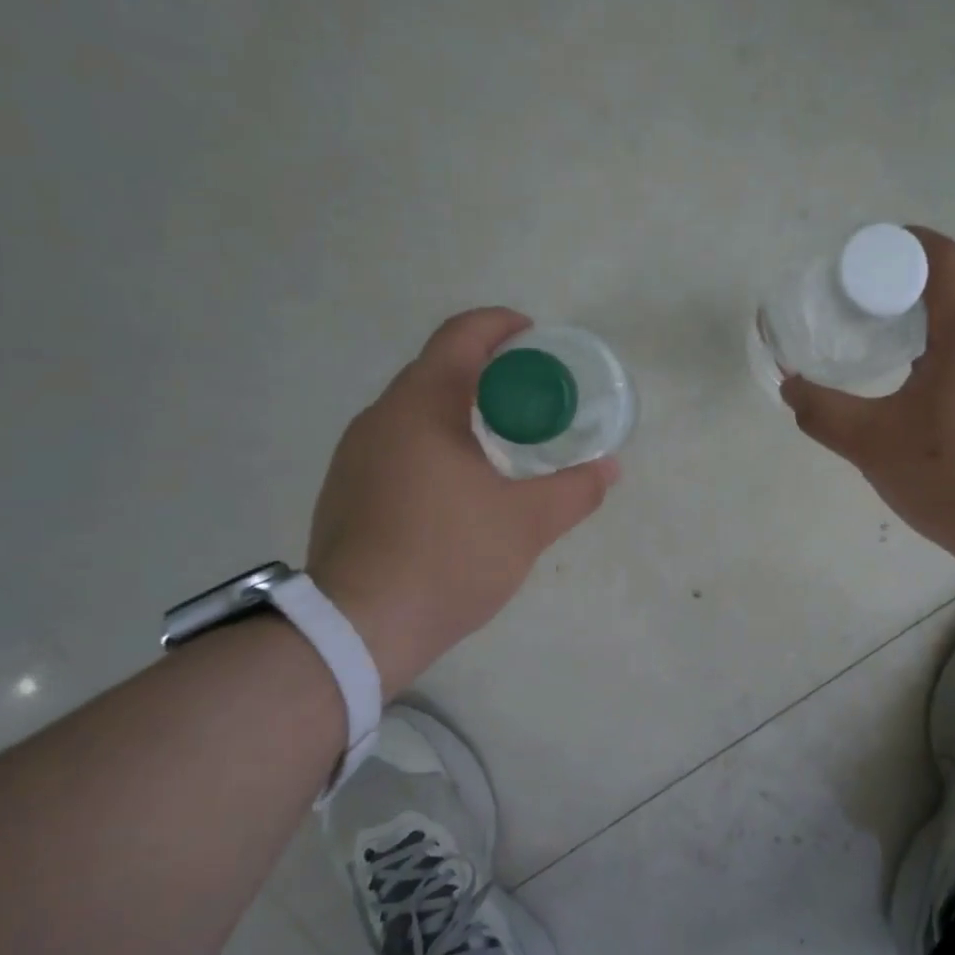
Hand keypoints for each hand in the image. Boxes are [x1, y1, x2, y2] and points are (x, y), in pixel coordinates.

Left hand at [306, 309, 619, 697]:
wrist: (359, 628)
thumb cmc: (449, 559)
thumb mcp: (527, 524)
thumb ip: (575, 490)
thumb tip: (609, 469)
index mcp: (422, 406)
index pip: (460, 336)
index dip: (500, 325)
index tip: (535, 338)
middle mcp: (380, 417)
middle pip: (437, 369)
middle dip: (488, 372)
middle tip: (532, 398)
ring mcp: (355, 454)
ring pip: (415, 410)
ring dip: (459, 410)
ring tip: (501, 441)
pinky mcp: (345, 488)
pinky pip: (397, 444)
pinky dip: (434, 443)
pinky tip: (458, 485)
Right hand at [779, 227, 954, 574]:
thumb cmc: (954, 476)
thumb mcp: (872, 444)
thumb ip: (823, 412)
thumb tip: (789, 387)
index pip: (941, 256)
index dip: (900, 244)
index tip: (860, 261)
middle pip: (952, 289)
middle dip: (901, 290)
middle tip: (855, 312)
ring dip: (923, 327)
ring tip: (881, 352)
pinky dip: (943, 358)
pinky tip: (918, 397)